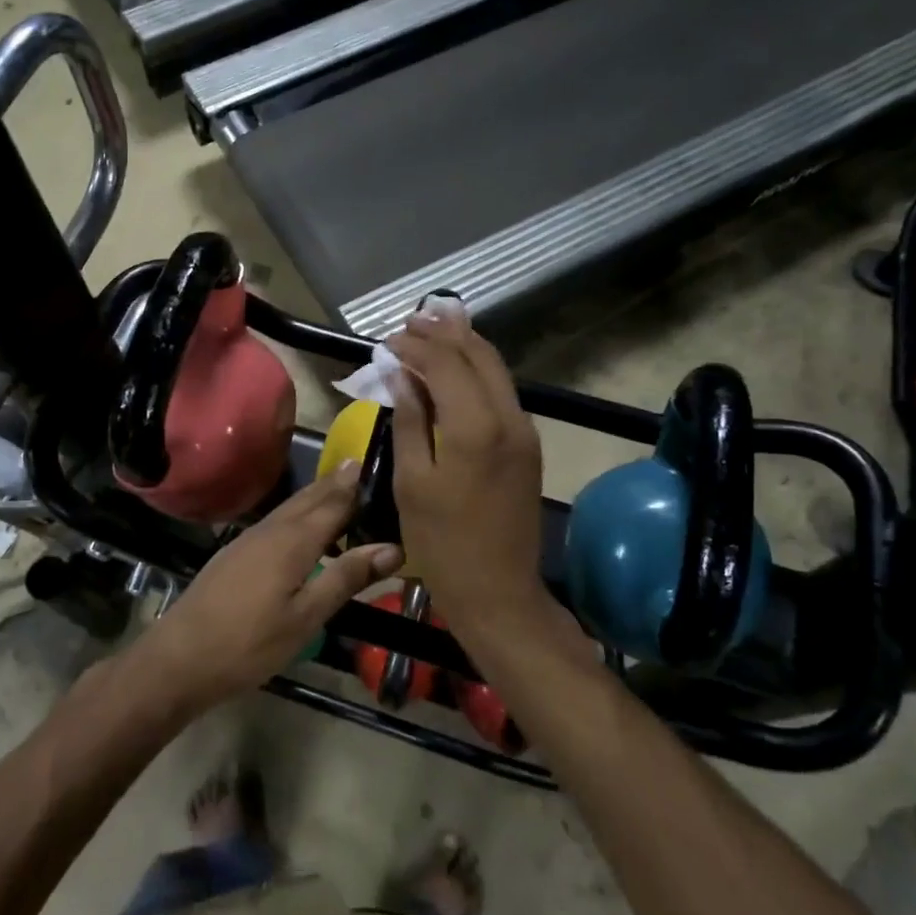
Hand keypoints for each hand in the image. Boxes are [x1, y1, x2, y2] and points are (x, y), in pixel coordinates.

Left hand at [133, 464, 403, 715]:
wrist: (179, 658)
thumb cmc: (249, 643)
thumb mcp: (306, 617)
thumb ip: (346, 578)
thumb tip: (393, 547)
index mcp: (294, 540)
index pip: (335, 502)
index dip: (359, 486)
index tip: (384, 466)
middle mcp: (273, 528)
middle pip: (312, 497)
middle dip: (338, 482)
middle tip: (366, 467)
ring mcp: (250, 538)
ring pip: (292, 506)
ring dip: (319, 494)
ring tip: (343, 487)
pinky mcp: (237, 552)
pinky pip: (278, 519)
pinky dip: (300, 512)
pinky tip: (305, 527)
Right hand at [386, 309, 545, 622]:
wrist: (499, 591)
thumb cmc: (442, 543)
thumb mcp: (412, 481)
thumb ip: (409, 420)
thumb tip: (399, 374)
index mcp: (475, 426)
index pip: (445, 363)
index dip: (415, 345)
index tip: (387, 340)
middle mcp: (508, 417)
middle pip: (478, 355)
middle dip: (443, 333)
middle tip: (410, 322)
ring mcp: (524, 430)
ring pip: (496, 369)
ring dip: (463, 347)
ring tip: (431, 331)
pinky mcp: (528, 445)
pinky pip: (502, 391)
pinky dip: (476, 371)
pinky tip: (455, 370)